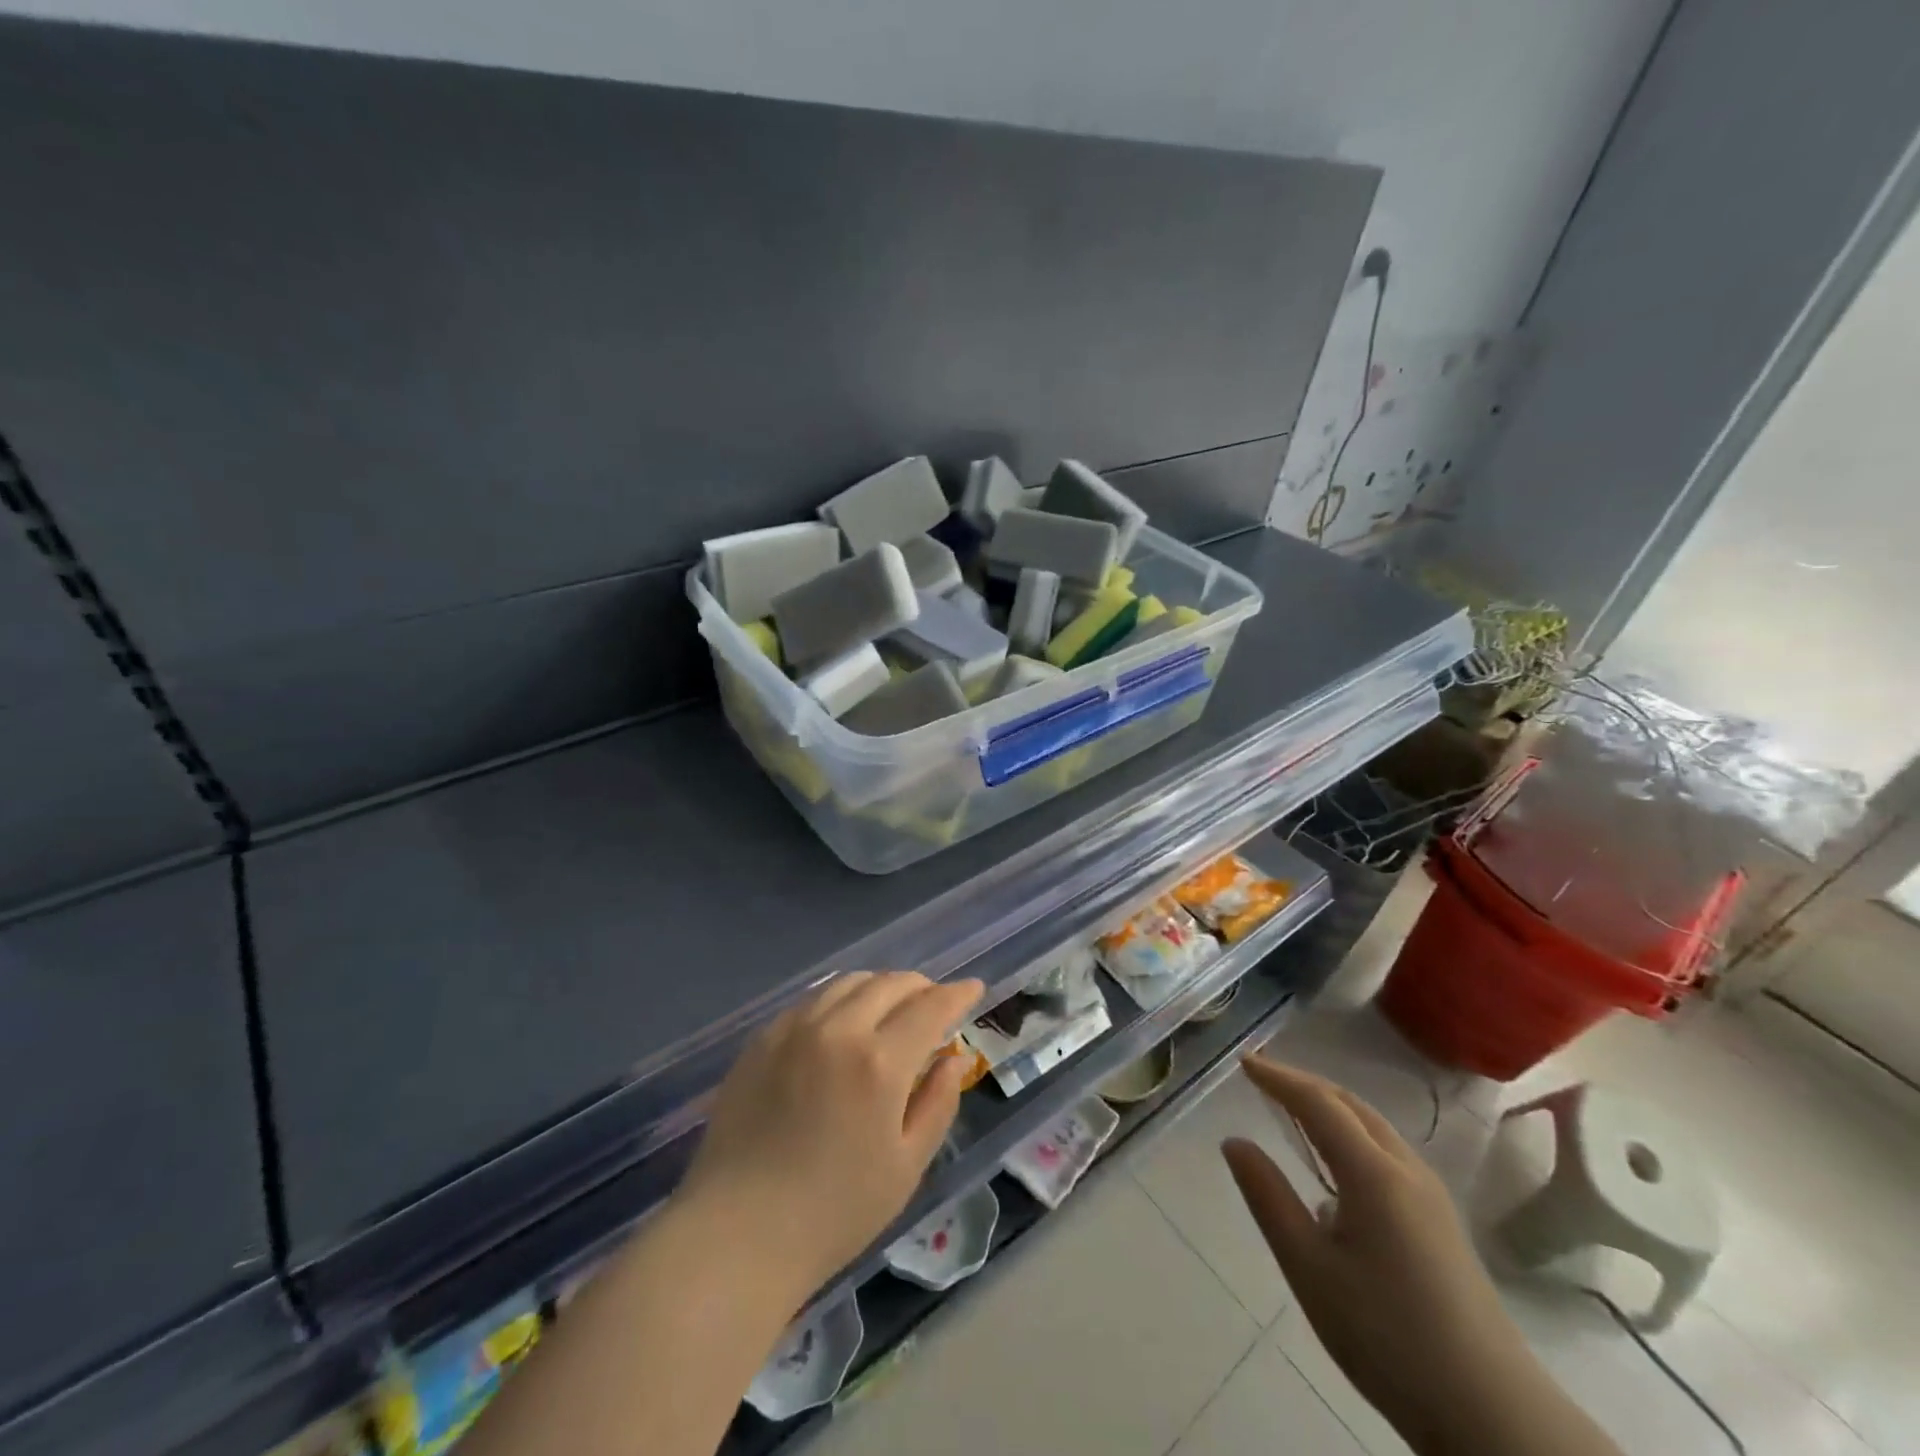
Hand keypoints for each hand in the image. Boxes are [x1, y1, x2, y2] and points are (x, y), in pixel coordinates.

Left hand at [679, 971, 983, 1300]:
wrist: (737, 1234)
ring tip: (892, 1004)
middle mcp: (838, 1029)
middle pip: (890, 983)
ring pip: (849, 982)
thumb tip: (954, 1059)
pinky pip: (812, 999)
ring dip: (881, 985)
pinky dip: (841, 997)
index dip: (957, 994)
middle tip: (934, 1001)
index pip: (930, 1007)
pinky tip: (843, 1017)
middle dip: (921, 986)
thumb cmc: (833, 1212)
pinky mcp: (762, 1038)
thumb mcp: (905, 1166)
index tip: (974, 988)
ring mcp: (794, 1028)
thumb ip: (937, 1104)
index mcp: (880, 1063)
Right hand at [1221, 1056, 1544, 1451]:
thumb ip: (1268, 1198)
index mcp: (1373, 1172)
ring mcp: (1431, 1195)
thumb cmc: (1387, 1336)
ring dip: (1329, 1106)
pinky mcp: (1441, 1221)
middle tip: (1262, 1078)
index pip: (1318, 1103)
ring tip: (1292, 1109)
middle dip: (1304, 1084)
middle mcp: (1406, 1169)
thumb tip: (1235, 1142)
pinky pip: (1387, 1151)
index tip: (1243, 1061)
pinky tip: (1335, 1165)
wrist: (1492, 1415)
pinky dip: (1350, 1132)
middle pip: (1350, 1105)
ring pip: (1373, 1126)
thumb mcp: (1310, 1268)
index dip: (1278, 1077)